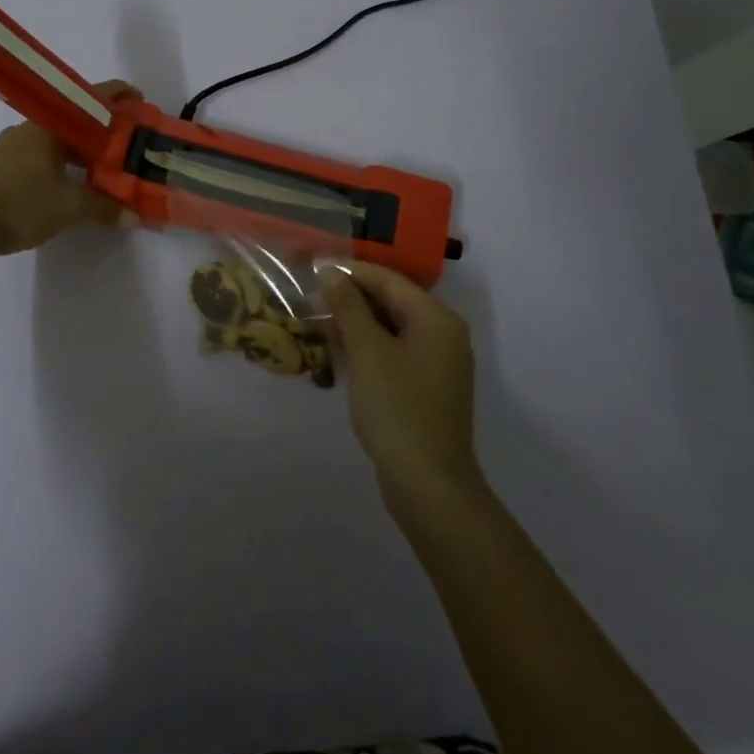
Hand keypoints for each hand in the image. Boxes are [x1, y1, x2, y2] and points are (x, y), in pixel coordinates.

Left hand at [0, 80, 140, 256]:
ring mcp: (11, 146)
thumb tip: (136, 216)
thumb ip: (105, 207)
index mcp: (48, 126)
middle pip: (74, 120)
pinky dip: (62, 162)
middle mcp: (29, 128)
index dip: (118, 97)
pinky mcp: (0, 166)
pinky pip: (41, 154)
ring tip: (103, 168)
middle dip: (102, 131)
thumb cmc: (20, 205)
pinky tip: (70, 183)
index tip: (140, 101)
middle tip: (127, 144)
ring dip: (81, 150)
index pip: (90, 100)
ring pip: (56, 140)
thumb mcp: (69, 207)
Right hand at [319, 261, 483, 509]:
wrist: (429, 485)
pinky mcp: (425, 387)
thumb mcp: (367, 351)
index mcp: (436, 318)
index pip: (388, 279)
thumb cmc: (398, 408)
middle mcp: (442, 333)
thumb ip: (348, 307)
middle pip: (391, 300)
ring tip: (316, 320)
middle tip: (310, 295)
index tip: (312, 268)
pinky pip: (393, 351)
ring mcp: (436, 362)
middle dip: (350, 296)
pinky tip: (337, 350)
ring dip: (355, 322)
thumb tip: (330, 273)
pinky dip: (366, 346)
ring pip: (390, 327)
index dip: (349, 271)